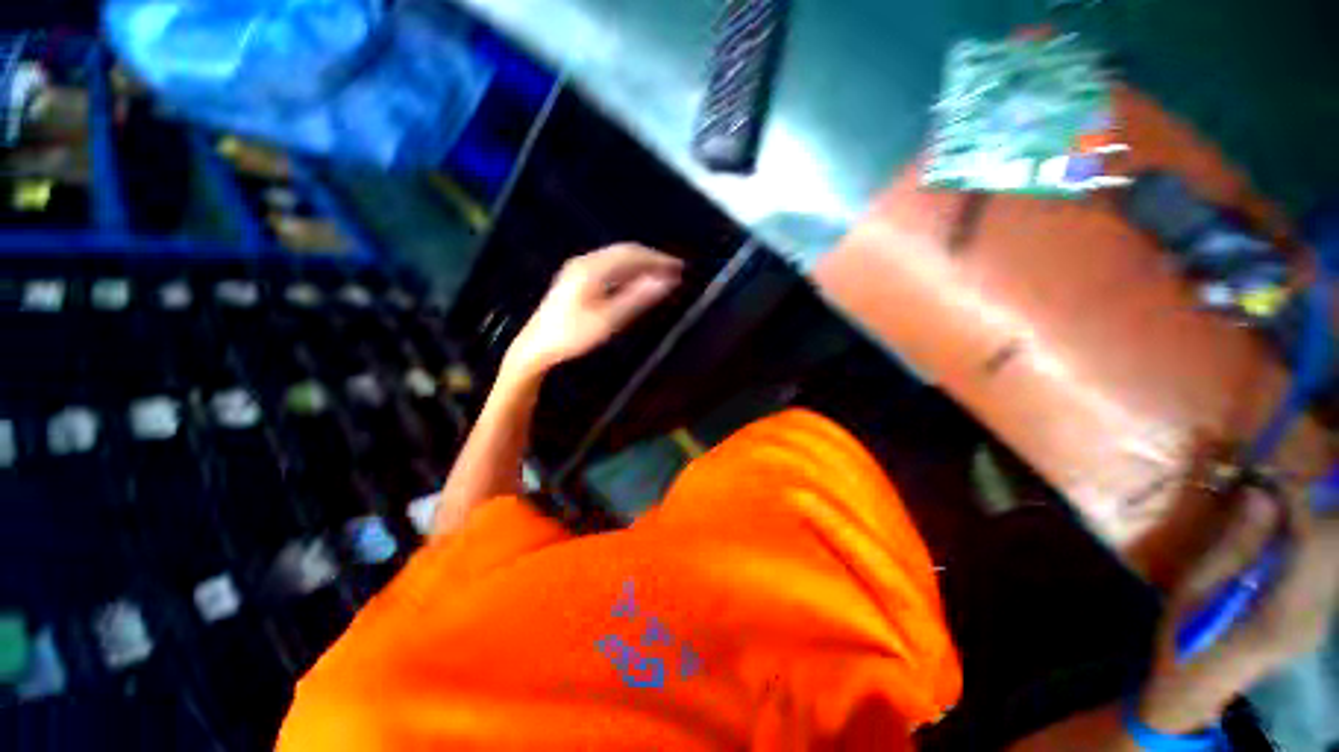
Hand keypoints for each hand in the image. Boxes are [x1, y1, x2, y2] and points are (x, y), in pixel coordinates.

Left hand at [503, 244, 682, 379]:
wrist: (537, 346)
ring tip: (659, 275)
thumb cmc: (573, 335)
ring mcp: (578, 268)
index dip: (657, 259)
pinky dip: (627, 270)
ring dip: (640, 264)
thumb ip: (638, 298)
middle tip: (674, 270)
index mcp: (592, 268)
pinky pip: (608, 266)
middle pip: (624, 252)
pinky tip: (635, 281)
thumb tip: (665, 281)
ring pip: (616, 258)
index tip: (679, 267)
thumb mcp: (609, 319)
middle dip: (650, 259)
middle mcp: (585, 261)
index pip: (632, 254)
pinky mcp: (576, 278)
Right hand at [1139, 479, 1338, 732]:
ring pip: (1333, 557)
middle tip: (1270, 485)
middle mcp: (1314, 615)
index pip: (1310, 542)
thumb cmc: (1185, 635)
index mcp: (1282, 611)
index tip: (1269, 472)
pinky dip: (1308, 543)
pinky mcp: (1317, 618)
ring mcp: (1320, 619)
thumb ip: (1234, 543)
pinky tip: (1280, 540)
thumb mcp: (1196, 588)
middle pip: (1332, 547)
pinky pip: (1324, 569)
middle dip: (1310, 507)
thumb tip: (1260, 495)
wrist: (1196, 687)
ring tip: (1273, 506)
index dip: (1296, 500)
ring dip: (1310, 523)